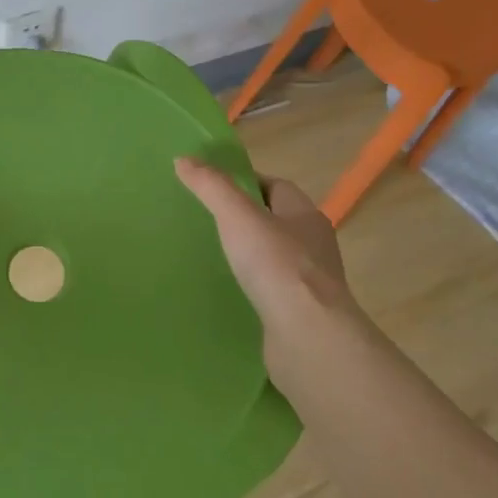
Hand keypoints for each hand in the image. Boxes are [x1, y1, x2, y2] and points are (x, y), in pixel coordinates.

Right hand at [174, 158, 368, 394]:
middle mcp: (313, 245)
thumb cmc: (277, 266)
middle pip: (275, 221)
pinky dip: (252, 289)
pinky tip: (227, 294)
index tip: (213, 189)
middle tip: (205, 223)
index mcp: (305, 215)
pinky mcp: (300, 314)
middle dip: (245, 220)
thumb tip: (183, 160)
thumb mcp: (237, 216)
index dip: (246, 183)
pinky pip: (271, 292)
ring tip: (211, 259)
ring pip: (273, 259)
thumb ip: (211, 187)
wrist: (308, 338)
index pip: (276, 187)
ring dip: (249, 257)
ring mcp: (309, 283)